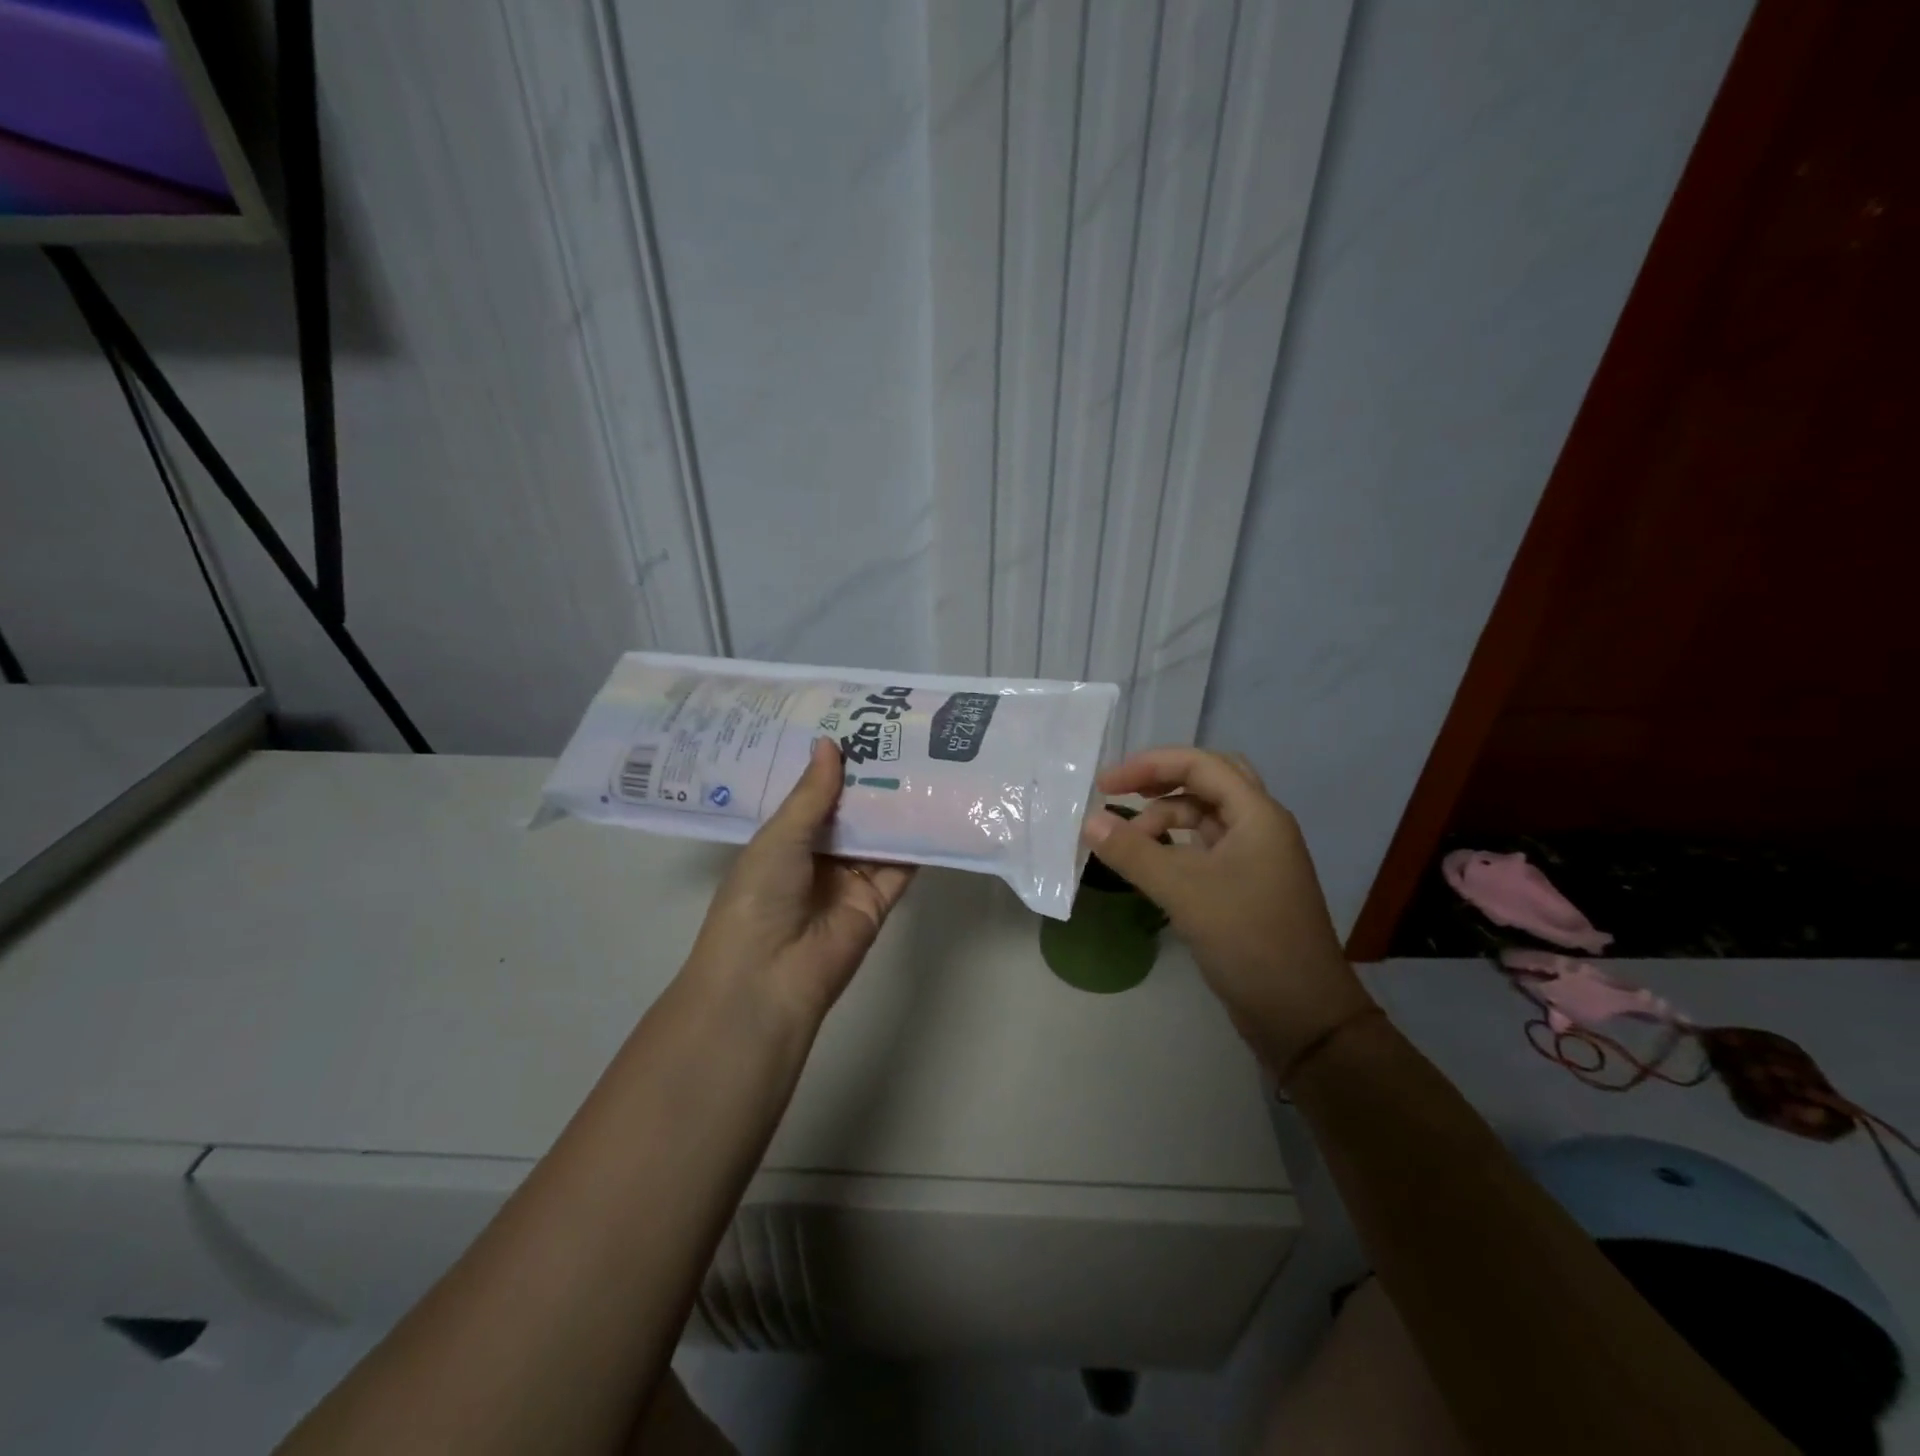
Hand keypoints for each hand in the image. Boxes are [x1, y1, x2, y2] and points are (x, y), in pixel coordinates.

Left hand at [687, 737, 914, 1027]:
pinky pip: (902, 865)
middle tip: (900, 733)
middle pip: (852, 812)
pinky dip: (918, 841)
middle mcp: (818, 856)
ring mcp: (851, 879)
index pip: (814, 795)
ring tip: (925, 758)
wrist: (768, 977)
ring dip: (898, 804)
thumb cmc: (759, 897)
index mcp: (784, 840)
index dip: (833, 765)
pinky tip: (938, 806)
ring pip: (879, 834)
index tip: (857, 725)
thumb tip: (830, 743)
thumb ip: (812, 794)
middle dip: (871, 779)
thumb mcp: (779, 837)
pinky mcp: (879, 900)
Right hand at [1082, 747, 1371, 1070]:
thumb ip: (1133, 852)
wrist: (1301, 1015)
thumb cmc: (1248, 940)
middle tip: (1119, 794)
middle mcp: (1260, 827)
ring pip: (1205, 817)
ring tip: (1128, 845)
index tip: (1104, 786)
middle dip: (1160, 782)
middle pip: (1207, 782)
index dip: (1149, 765)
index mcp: (1257, 815)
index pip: (1200, 764)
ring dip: (1165, 820)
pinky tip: (1150, 866)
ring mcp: (1256, 858)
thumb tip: (1088, 822)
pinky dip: (1174, 848)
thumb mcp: (1184, 891)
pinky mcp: (1247, 886)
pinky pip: (1205, 849)